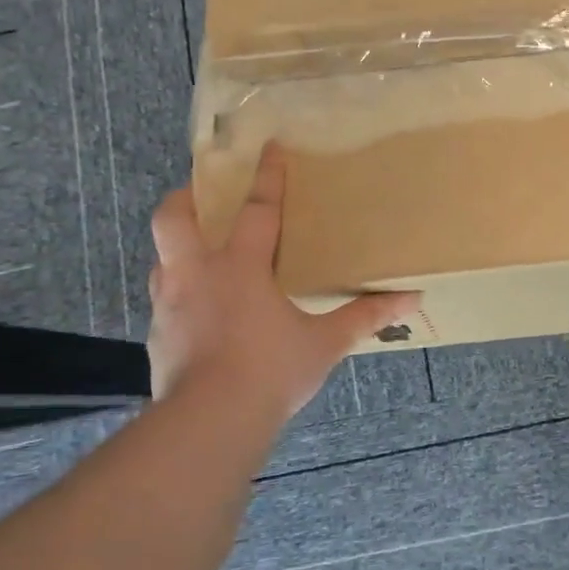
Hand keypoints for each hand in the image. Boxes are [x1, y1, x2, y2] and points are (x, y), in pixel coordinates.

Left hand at [146, 144, 419, 414]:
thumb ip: (365, 317)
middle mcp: (197, 275)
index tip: (270, 146)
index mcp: (239, 267)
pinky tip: (199, 312)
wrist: (209, 422)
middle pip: (174, 218)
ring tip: (201, 255)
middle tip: (201, 193)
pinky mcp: (157, 336)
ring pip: (162, 257)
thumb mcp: (325, 343)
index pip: (255, 209)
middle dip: (185, 197)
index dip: (266, 176)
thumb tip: (411, 298)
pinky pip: (164, 300)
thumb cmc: (270, 371)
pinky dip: (179, 293)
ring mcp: (170, 305)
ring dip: (178, 247)